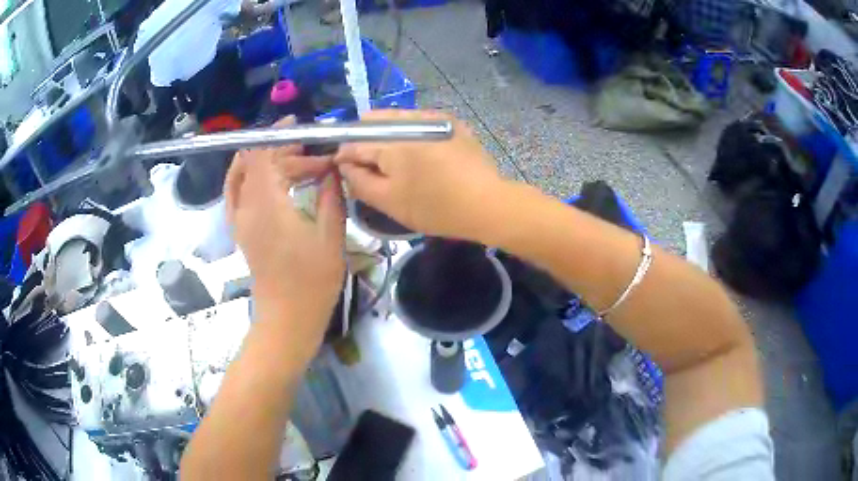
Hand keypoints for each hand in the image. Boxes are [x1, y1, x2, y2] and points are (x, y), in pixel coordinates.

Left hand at [225, 131, 345, 342]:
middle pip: (257, 162)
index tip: (300, 127)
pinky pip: (236, 193)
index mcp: (268, 205)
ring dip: (271, 165)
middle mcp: (247, 207)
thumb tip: (333, 168)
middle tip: (319, 162)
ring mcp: (239, 219)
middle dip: (286, 153)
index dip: (277, 134)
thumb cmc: (313, 281)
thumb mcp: (332, 236)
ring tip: (301, 168)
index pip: (262, 154)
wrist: (287, 317)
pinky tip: (268, 178)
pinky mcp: (240, 230)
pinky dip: (249, 177)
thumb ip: (332, 195)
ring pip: (247, 175)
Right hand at [334, 109, 505, 240]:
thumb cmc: (435, 207)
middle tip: (370, 167)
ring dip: (386, 135)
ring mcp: (433, 117)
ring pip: (395, 118)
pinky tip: (416, 154)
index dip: (344, 155)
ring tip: (392, 161)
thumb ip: (359, 181)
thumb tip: (344, 163)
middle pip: (374, 122)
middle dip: (365, 141)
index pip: (354, 140)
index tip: (346, 171)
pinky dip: (408, 133)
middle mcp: (410, 119)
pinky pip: (417, 120)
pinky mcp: (451, 122)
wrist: (487, 204)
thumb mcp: (389, 201)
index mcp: (391, 140)